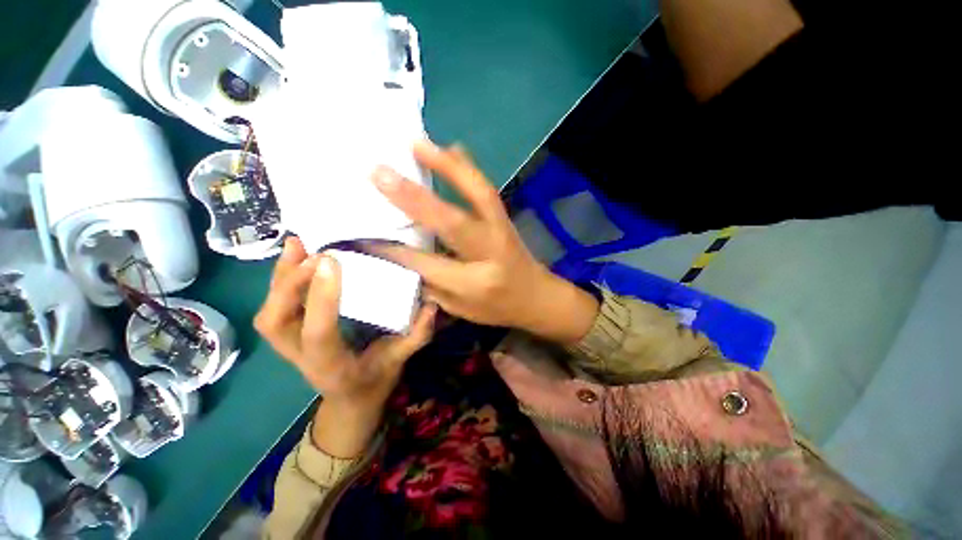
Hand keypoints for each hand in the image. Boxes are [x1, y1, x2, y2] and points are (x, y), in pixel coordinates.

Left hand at [255, 238, 436, 454]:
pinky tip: (294, 257)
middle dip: (290, 284)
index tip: (332, 261)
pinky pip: (274, 307)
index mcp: (331, 366)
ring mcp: (289, 347)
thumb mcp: (398, 362)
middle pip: (276, 321)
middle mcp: (301, 357)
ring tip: (297, 244)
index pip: (319, 333)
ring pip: (269, 312)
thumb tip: (432, 305)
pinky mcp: (289, 335)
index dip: (322, 298)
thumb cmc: (374, 381)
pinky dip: (280, 280)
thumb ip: (416, 336)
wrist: (349, 401)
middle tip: (314, 253)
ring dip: (280, 277)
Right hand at [368, 140, 598, 344]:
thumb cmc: (496, 307)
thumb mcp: (462, 309)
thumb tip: (399, 259)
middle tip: (379, 173)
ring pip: (477, 194)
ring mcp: (501, 230)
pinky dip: (468, 167)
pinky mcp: (506, 218)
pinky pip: (487, 189)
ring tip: (417, 144)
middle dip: (414, 199)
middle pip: (452, 223)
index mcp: (474, 284)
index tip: (361, 235)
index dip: (394, 250)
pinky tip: (451, 148)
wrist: (536, 296)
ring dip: (447, 166)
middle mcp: (489, 254)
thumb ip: (431, 286)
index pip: (427, 264)